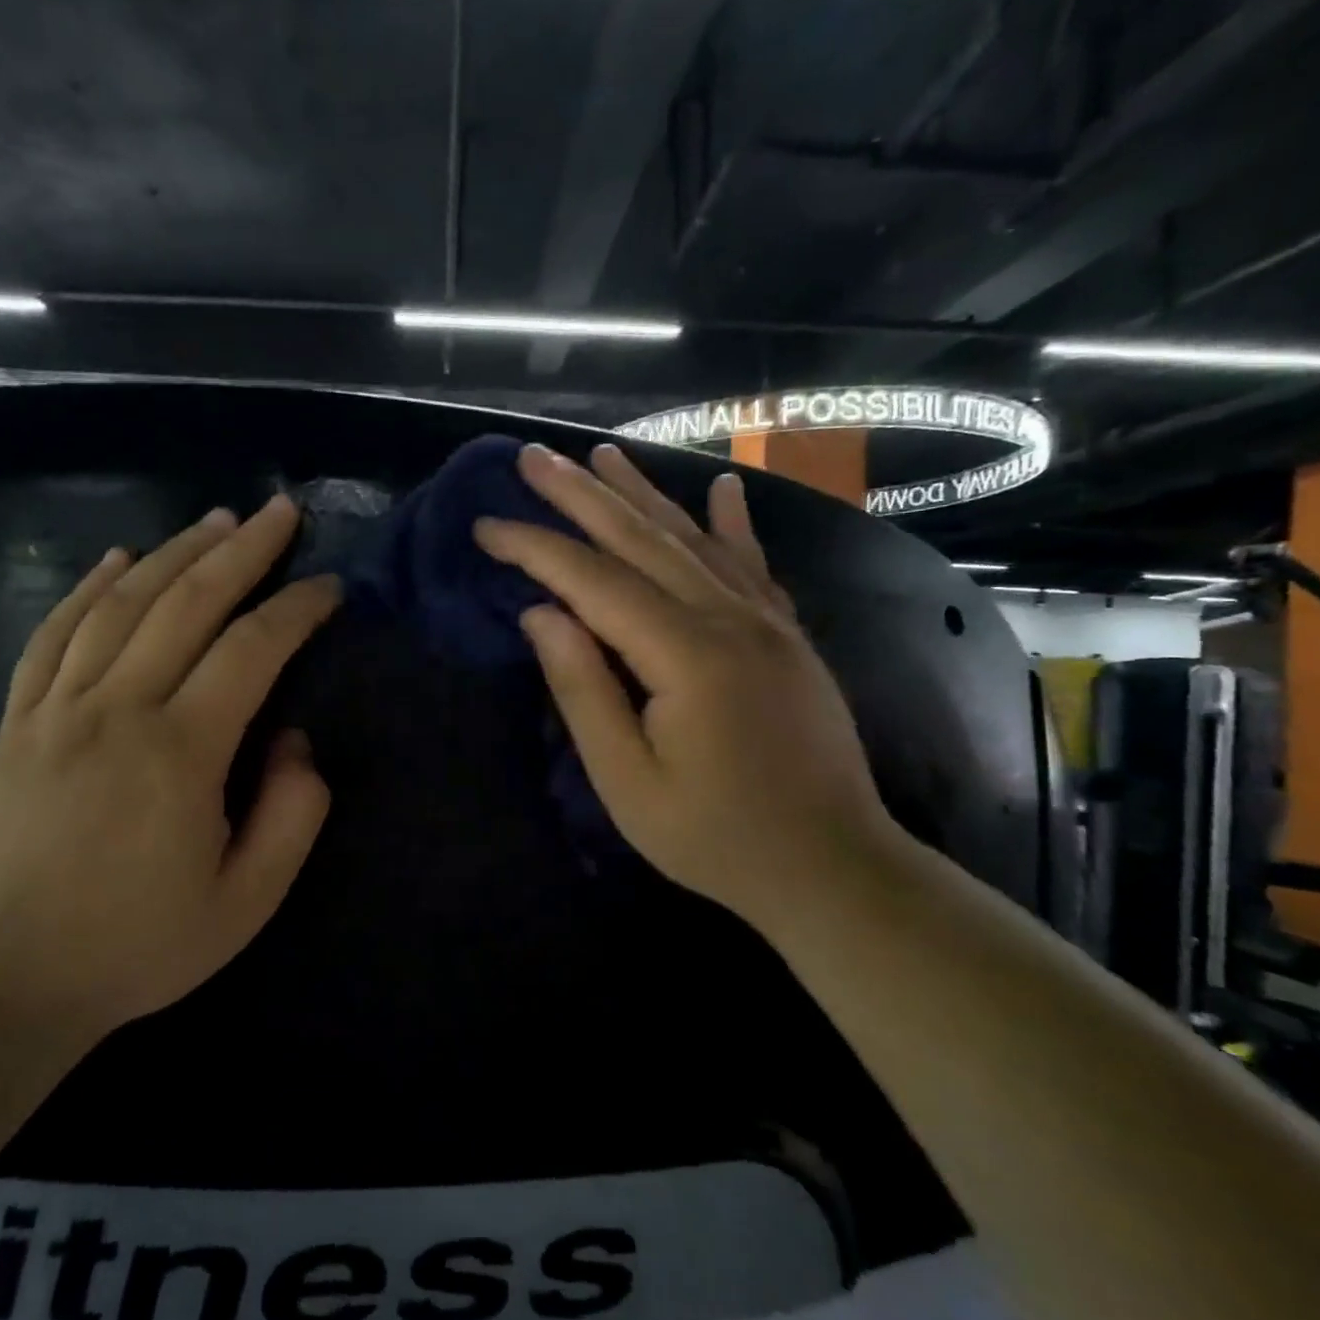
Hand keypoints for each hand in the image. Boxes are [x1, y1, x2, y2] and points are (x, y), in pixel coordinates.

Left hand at [0, 496, 340, 1052]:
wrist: (7, 982)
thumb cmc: (139, 946)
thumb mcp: (246, 903)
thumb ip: (291, 815)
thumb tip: (294, 741)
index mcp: (180, 753)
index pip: (252, 650)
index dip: (297, 609)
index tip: (330, 587)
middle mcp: (118, 709)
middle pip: (187, 603)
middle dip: (242, 550)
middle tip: (281, 511)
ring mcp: (59, 708)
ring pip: (122, 603)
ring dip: (175, 552)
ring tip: (217, 519)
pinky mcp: (19, 720)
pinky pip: (54, 633)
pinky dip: (88, 587)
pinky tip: (120, 558)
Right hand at [475, 443, 895, 921]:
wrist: (833, 867)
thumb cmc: (716, 837)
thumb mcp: (628, 781)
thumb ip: (583, 690)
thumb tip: (541, 613)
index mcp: (685, 654)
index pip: (593, 580)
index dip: (535, 548)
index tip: (486, 526)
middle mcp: (728, 618)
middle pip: (641, 539)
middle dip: (581, 494)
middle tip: (533, 457)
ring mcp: (765, 621)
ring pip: (691, 539)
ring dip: (641, 493)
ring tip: (602, 452)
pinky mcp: (786, 634)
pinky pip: (751, 564)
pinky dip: (732, 523)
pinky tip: (723, 486)